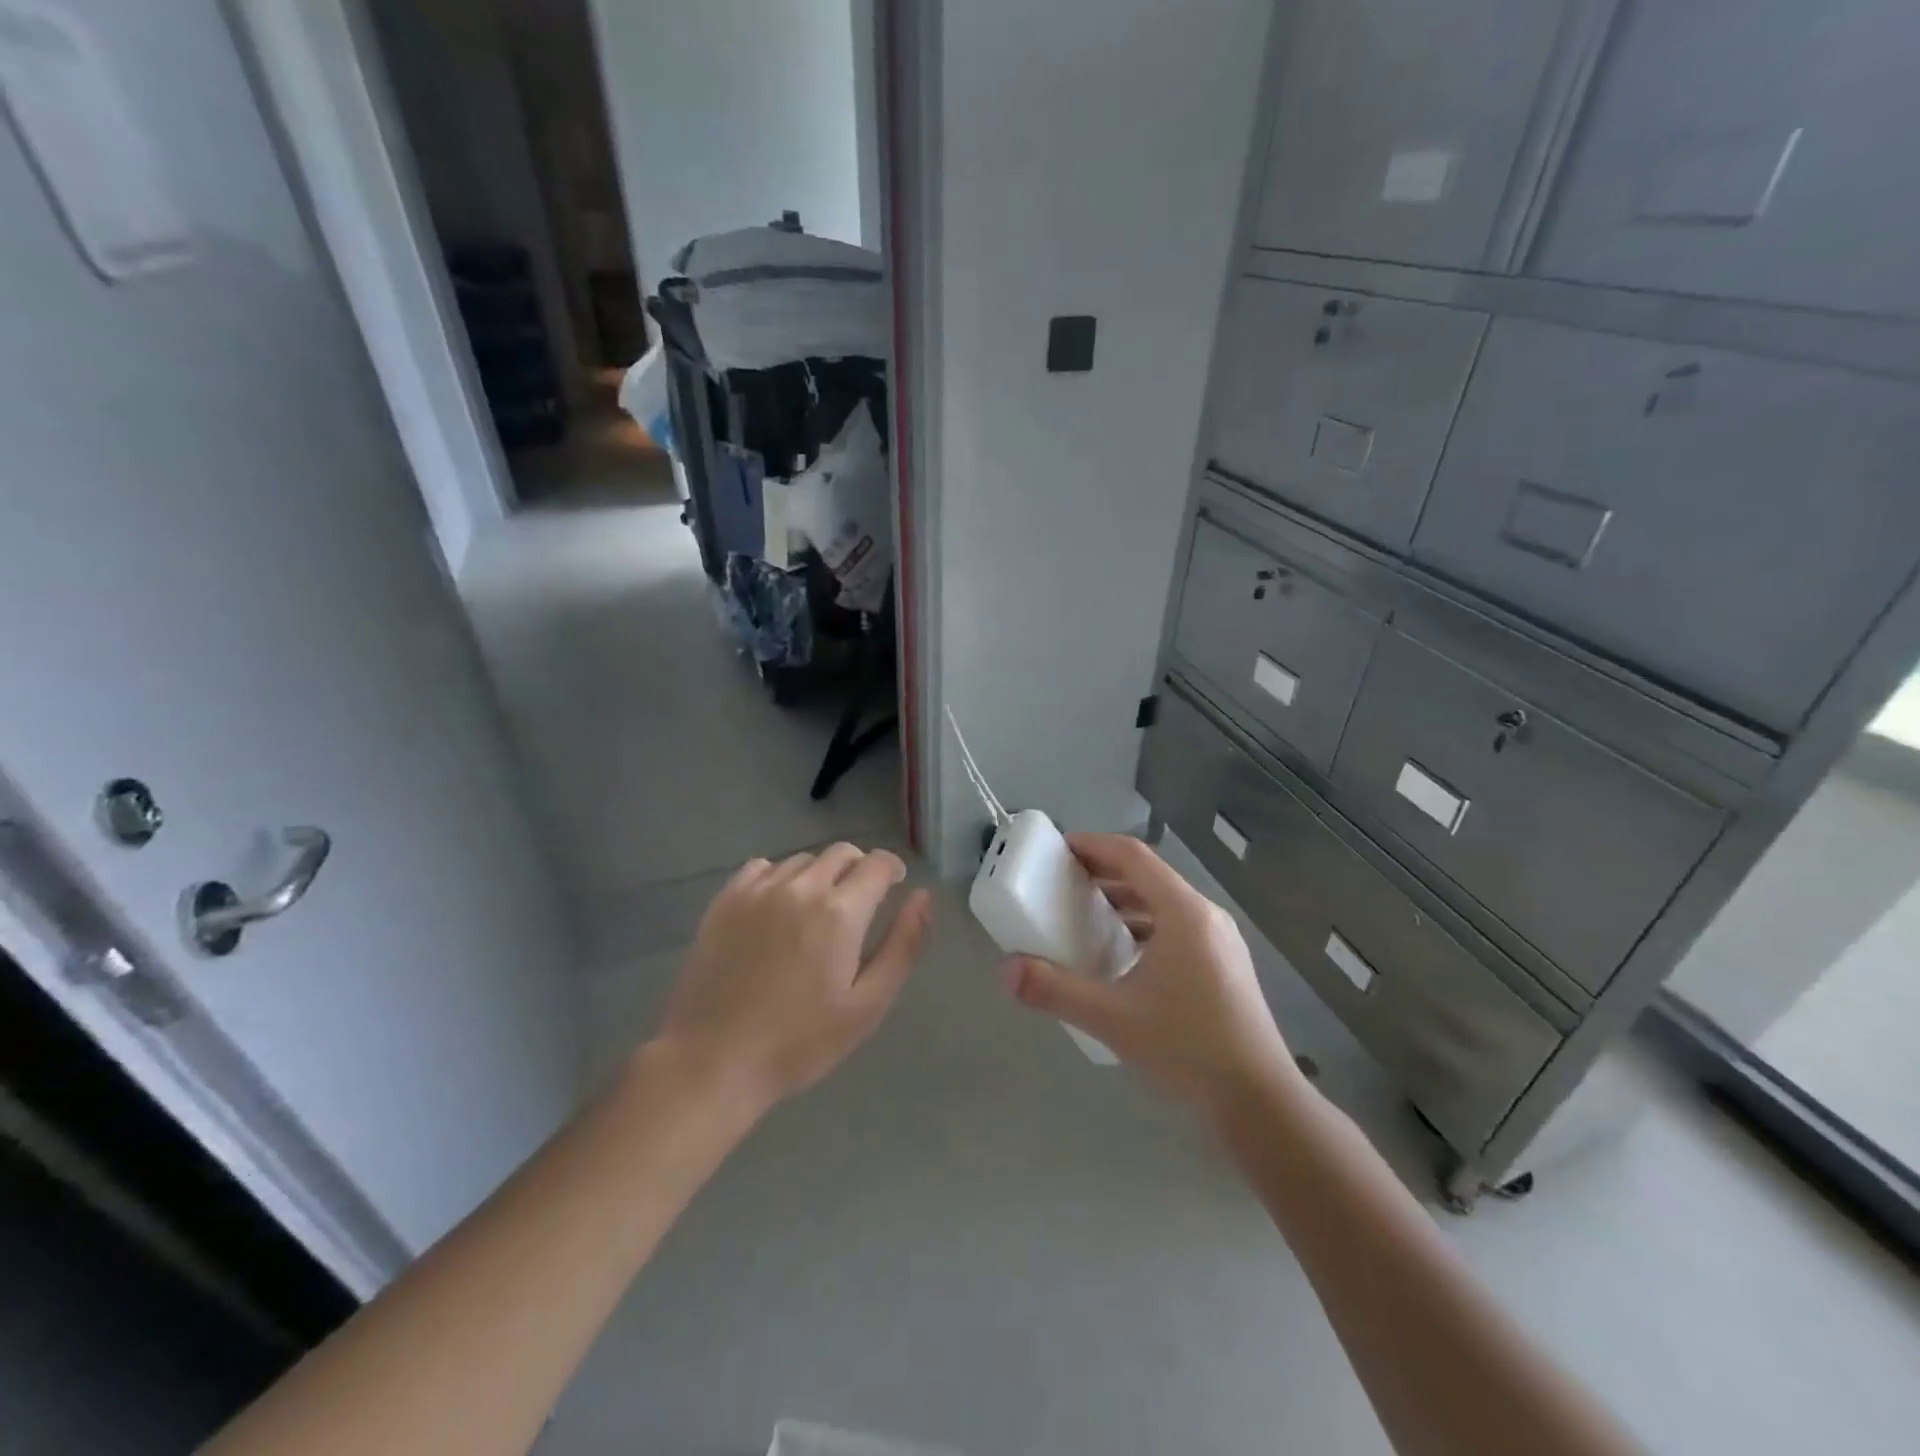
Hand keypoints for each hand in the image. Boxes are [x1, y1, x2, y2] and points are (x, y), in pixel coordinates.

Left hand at [653, 845, 932, 1109]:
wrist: (714, 1061)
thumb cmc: (800, 1041)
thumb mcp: (868, 1004)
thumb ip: (903, 945)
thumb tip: (924, 896)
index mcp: (840, 912)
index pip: (877, 864)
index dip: (892, 870)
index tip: (895, 886)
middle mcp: (801, 887)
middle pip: (841, 853)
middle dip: (860, 869)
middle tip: (859, 904)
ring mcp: (758, 890)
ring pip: (803, 860)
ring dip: (820, 875)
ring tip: (816, 912)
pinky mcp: (725, 900)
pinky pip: (763, 867)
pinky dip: (780, 877)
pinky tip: (778, 909)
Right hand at [1001, 834, 1296, 1114]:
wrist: (1259, 1101)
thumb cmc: (1187, 1047)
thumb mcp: (1113, 1018)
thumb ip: (1056, 990)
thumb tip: (1007, 969)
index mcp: (1184, 913)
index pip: (1133, 856)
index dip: (1094, 845)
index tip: (1059, 849)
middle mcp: (1206, 917)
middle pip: (1149, 876)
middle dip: (1104, 873)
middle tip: (1063, 882)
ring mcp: (1220, 942)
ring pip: (1164, 904)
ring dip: (1124, 901)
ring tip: (1085, 916)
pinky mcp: (1224, 966)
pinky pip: (1176, 928)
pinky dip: (1143, 927)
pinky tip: (1121, 957)